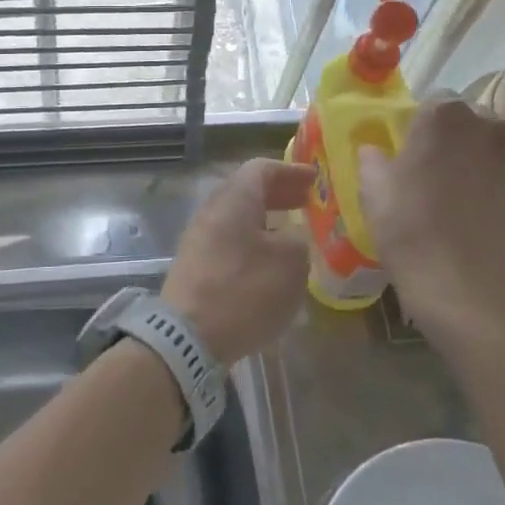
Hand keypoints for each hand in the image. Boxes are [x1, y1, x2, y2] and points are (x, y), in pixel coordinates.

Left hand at [162, 159, 317, 364]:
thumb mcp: (290, 261)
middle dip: (280, 194)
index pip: (261, 168)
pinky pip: (230, 241)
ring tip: (295, 234)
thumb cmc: (244, 290)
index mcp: (234, 198)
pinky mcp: (196, 266)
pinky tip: (271, 263)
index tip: (316, 180)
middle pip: (247, 191)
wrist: (188, 336)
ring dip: (267, 220)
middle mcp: (212, 210)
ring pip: (238, 217)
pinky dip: (254, 242)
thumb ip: (299, 238)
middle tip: (308, 203)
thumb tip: (293, 234)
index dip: (291, 171)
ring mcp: (199, 238)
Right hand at [358, 100, 504, 345]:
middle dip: (463, 142)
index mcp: (445, 117)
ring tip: (477, 199)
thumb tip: (375, 150)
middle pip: (476, 123)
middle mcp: (492, 126)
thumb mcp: (372, 189)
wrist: (463, 287)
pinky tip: (500, 219)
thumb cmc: (408, 228)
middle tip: (445, 177)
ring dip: (494, 164)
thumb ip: (373, 158)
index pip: (436, 104)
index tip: (416, 153)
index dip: (425, 127)